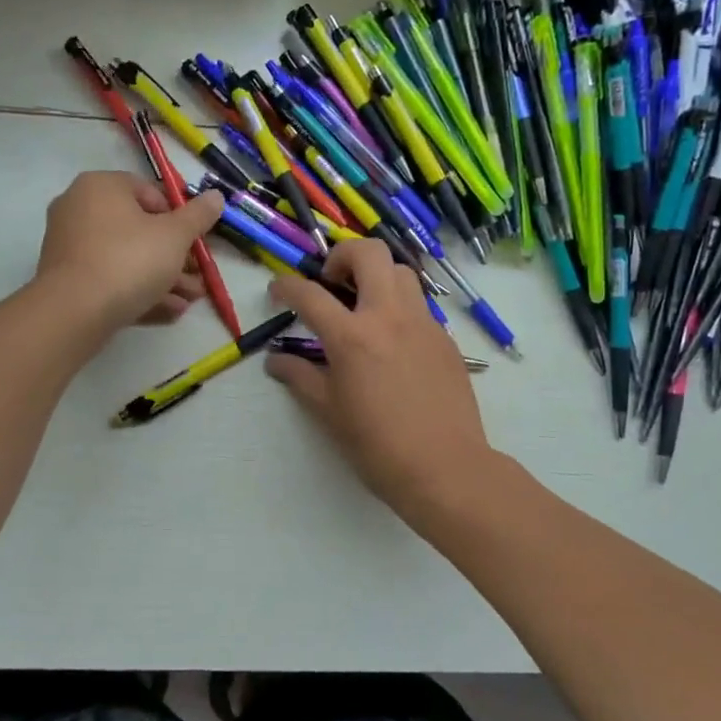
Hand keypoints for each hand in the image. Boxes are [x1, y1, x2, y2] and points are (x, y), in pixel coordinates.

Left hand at [35, 171, 226, 333]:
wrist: (74, 312)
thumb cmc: (129, 260)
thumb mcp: (175, 236)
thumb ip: (198, 215)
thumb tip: (216, 196)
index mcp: (101, 186)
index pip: (150, 192)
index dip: (180, 217)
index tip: (196, 242)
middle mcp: (80, 208)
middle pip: (140, 229)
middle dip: (175, 256)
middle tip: (198, 277)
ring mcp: (70, 245)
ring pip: (127, 257)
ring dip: (163, 278)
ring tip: (190, 300)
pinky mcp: (68, 279)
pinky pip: (110, 278)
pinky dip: (138, 290)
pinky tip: (168, 310)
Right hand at [265, 239, 494, 525]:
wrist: (445, 467)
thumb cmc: (377, 445)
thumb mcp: (328, 412)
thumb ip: (300, 377)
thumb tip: (276, 361)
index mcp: (352, 336)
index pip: (310, 294)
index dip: (286, 286)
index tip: (277, 290)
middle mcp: (389, 316)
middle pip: (368, 253)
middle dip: (341, 255)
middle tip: (330, 283)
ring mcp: (423, 323)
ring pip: (400, 271)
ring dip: (376, 275)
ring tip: (363, 305)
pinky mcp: (445, 338)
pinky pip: (419, 304)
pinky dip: (398, 305)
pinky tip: (391, 340)